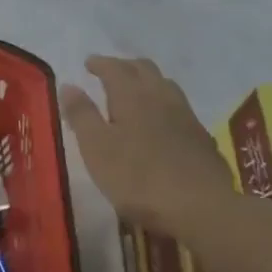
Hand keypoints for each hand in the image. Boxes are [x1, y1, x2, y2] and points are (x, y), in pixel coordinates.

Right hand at [61, 56, 233, 228]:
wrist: (202, 208)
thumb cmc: (139, 178)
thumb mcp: (97, 148)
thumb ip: (82, 115)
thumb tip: (68, 85)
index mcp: (131, 94)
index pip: (113, 67)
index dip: (99, 63)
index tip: (88, 63)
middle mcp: (159, 95)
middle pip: (143, 68)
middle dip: (124, 66)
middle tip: (110, 73)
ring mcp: (185, 115)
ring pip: (164, 85)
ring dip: (147, 81)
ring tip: (136, 92)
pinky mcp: (201, 137)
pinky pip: (179, 107)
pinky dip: (164, 103)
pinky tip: (162, 121)